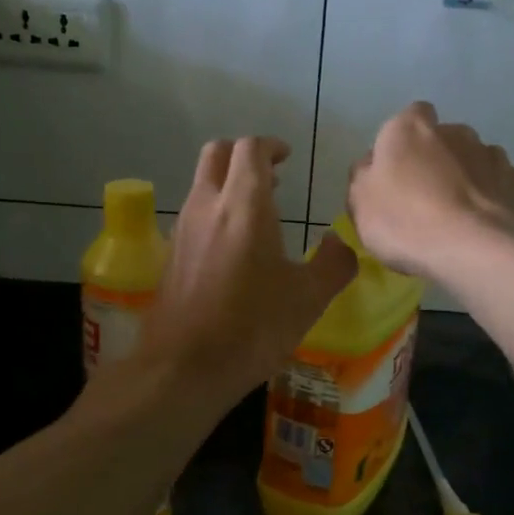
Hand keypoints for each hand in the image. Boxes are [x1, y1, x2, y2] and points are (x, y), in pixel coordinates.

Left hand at [135, 136, 357, 407]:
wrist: (183, 368)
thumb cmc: (252, 327)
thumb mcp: (308, 299)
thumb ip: (334, 264)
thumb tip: (343, 244)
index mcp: (244, 205)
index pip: (250, 149)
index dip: (270, 146)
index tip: (287, 157)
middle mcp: (207, 206)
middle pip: (217, 153)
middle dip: (243, 155)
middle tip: (271, 177)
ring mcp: (183, 230)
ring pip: (202, 183)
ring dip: (228, 184)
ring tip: (259, 213)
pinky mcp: (170, 255)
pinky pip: (193, 215)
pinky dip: (214, 212)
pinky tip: (234, 249)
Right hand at [346, 102, 513, 280]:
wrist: (476, 249)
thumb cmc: (406, 222)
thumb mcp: (361, 204)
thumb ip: (364, 177)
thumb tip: (373, 166)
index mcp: (412, 129)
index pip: (411, 117)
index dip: (406, 142)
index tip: (401, 171)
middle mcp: (457, 132)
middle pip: (447, 140)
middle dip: (442, 161)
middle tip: (430, 201)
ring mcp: (496, 156)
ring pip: (480, 162)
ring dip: (472, 180)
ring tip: (464, 219)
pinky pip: (508, 187)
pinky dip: (502, 201)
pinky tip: (493, 227)